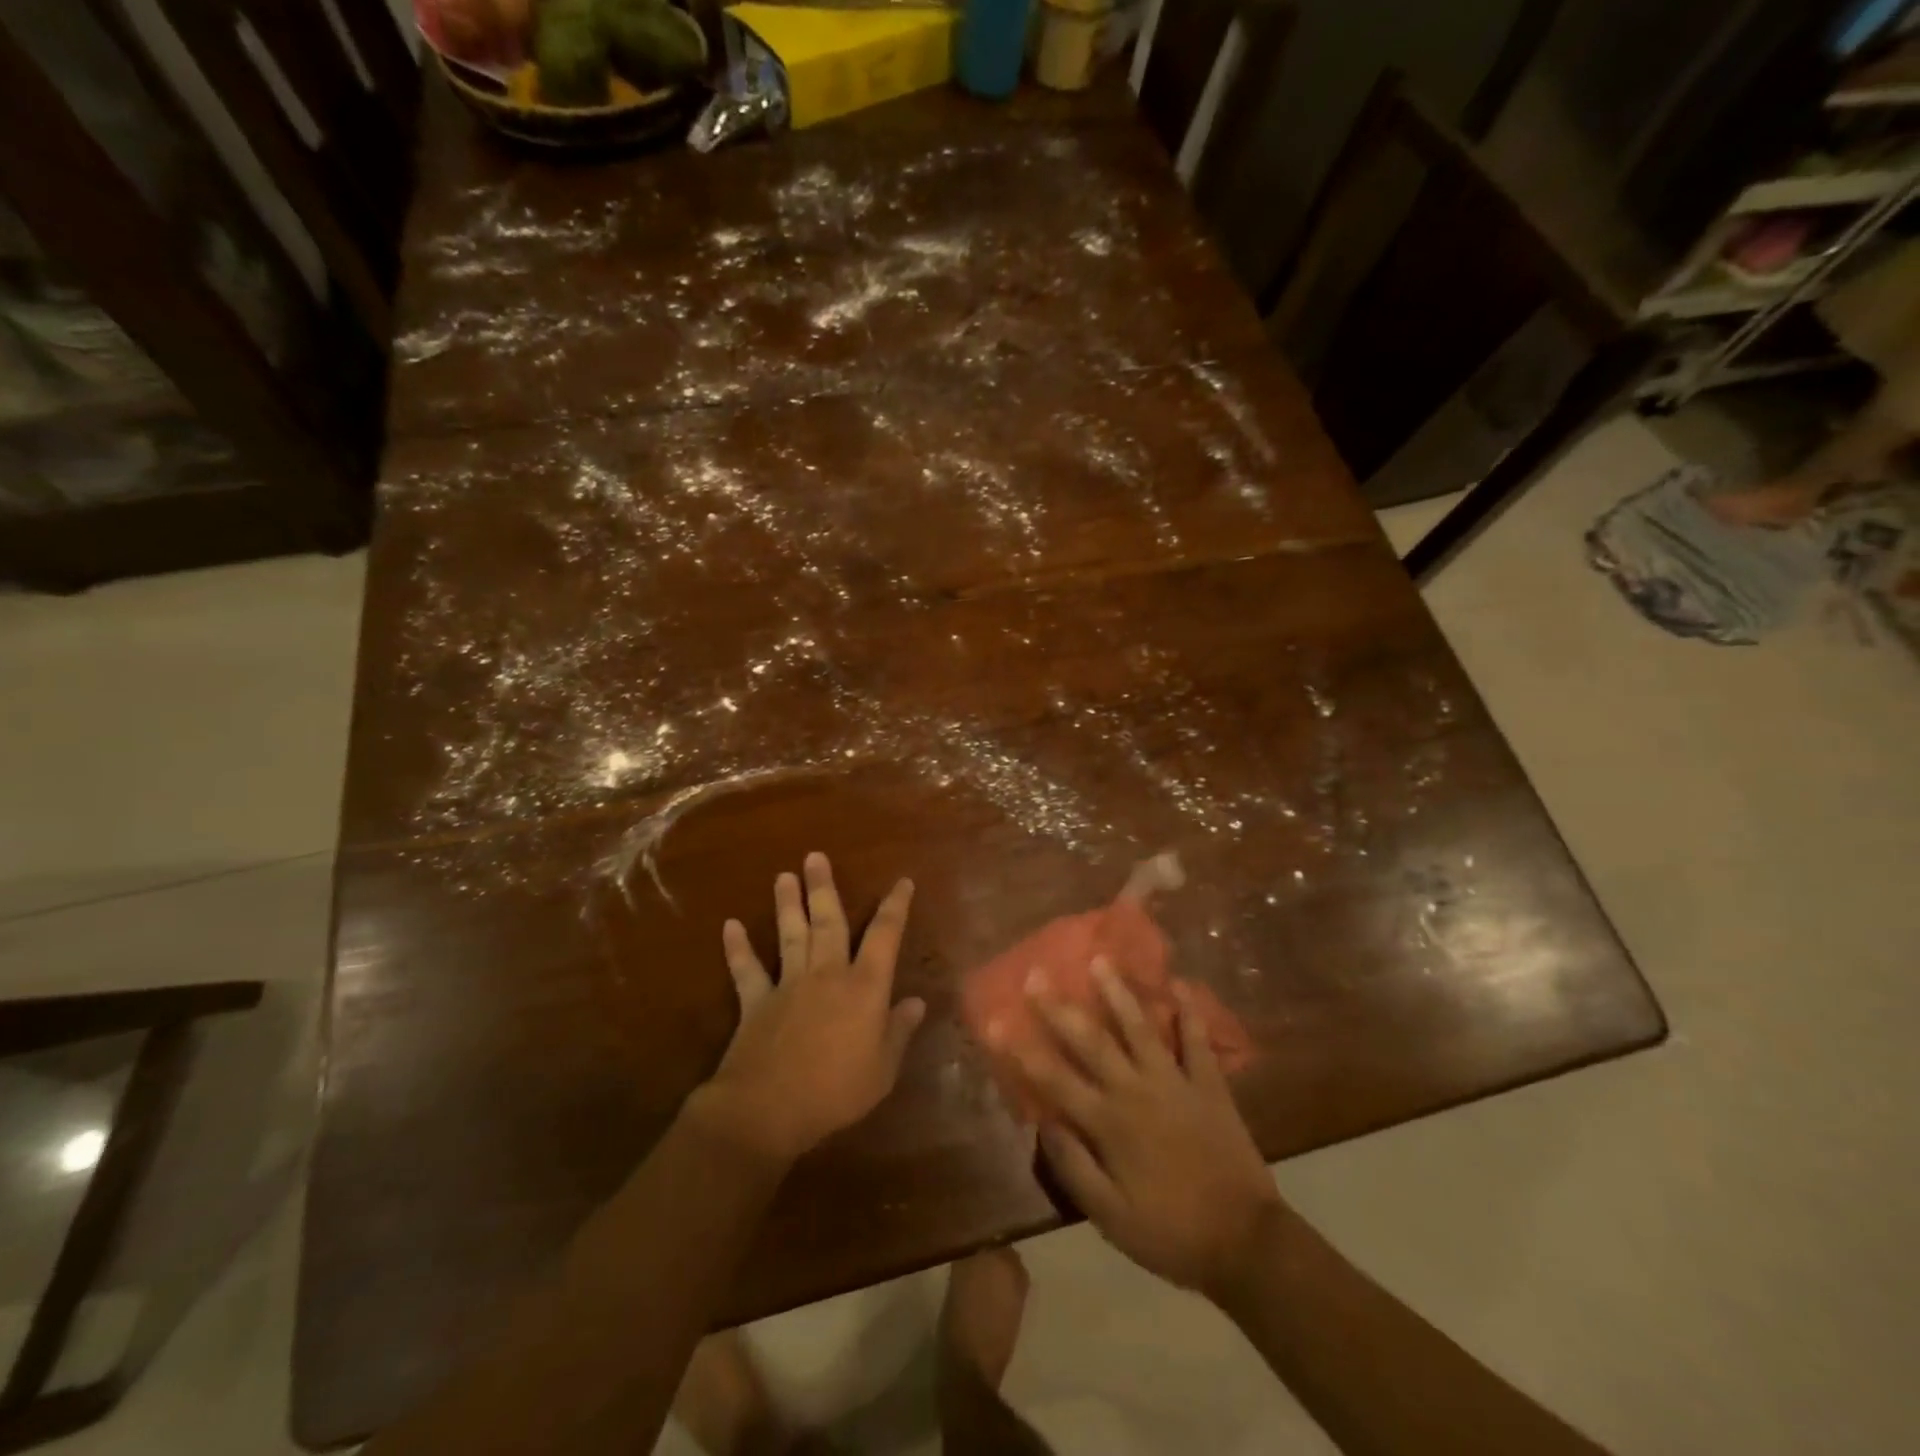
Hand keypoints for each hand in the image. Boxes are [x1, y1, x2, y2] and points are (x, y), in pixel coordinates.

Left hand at [694, 853, 925, 1164]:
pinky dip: (738, 948)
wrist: (768, 1110)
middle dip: (824, 887)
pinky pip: (747, 970)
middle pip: (828, 921)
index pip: (885, 936)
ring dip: (787, 904)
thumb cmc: (836, 1092)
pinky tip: (730, 926)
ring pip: (790, 934)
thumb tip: (917, 1002)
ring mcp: (788, 984)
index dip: (896, 907)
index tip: (902, 882)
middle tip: (815, 856)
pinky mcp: (756, 1002)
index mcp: (864, 987)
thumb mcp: (883, 1069)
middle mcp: (827, 974)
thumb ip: (899, 1031)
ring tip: (783, 875)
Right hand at [995, 961, 1280, 1300]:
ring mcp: (1175, 1082)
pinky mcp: (1209, 1084)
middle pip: (1091, 1041)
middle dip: (1059, 1007)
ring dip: (1118, 993)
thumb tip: (1042, 1122)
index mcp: (1108, 1124)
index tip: (996, 1021)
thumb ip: (1074, 1167)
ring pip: (1140, 1028)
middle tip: (1037, 974)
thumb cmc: (1170, 1233)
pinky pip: (1196, 1041)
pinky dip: (1189, 1012)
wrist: (1245, 1243)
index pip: (1054, 1079)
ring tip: (1101, 960)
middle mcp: (1136, 1091)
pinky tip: (1179, 984)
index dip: (1021, 1050)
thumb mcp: (1110, 1218)